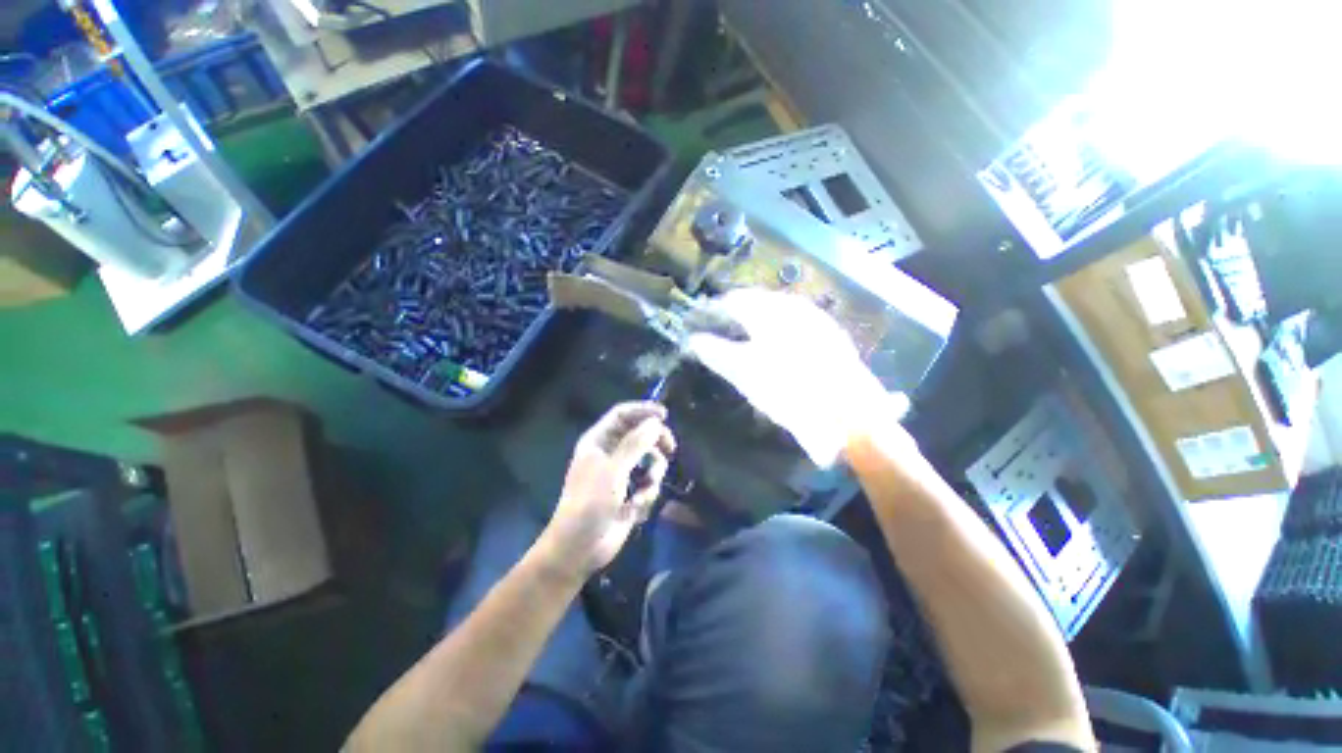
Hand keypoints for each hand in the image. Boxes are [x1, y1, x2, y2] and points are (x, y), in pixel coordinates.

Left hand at [540, 402, 676, 579]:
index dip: (643, 410)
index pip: (623, 414)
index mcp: (599, 441)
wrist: (579, 548)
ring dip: (652, 475)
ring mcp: (621, 474)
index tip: (665, 415)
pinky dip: (647, 494)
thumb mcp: (613, 471)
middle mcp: (610, 453)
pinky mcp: (630, 493)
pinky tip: (636, 508)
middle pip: (640, 434)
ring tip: (645, 491)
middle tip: (670, 449)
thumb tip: (656, 423)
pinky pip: (648, 483)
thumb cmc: (590, 503)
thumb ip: (635, 444)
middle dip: (655, 443)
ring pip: (648, 460)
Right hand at [688, 288, 908, 466]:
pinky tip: (781, 343)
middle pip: (759, 300)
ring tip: (748, 332)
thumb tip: (693, 340)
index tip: (704, 319)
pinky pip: (799, 321)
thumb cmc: (789, 389)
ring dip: (761, 316)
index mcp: (770, 311)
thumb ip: (716, 352)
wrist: (849, 413)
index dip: (717, 309)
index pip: (735, 300)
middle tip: (724, 326)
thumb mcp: (744, 372)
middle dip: (738, 310)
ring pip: (780, 309)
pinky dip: (782, 327)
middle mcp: (794, 307)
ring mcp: (817, 319)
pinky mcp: (832, 335)